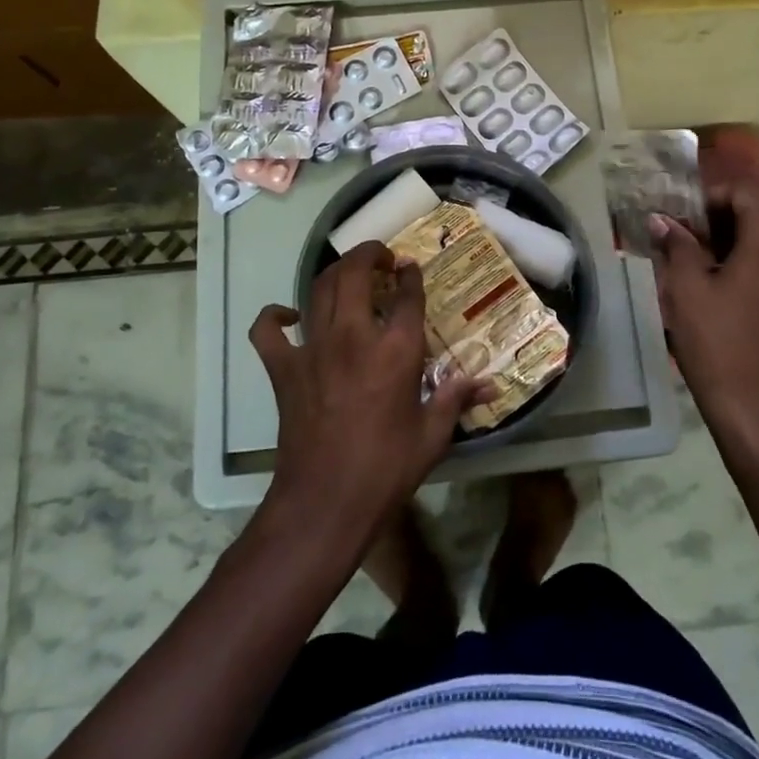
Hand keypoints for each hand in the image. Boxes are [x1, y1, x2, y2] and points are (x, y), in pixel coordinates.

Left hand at [251, 242, 478, 537]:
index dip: (411, 276)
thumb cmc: (386, 469)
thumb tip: (489, 385)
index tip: (411, 269)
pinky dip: (274, 317)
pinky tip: (289, 316)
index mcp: (396, 350)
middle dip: (370, 255)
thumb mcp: (432, 435)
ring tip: (350, 275)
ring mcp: (313, 348)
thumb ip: (456, 399)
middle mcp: (354, 335)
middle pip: (356, 273)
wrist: (325, 503)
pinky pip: (268, 330)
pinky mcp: (283, 369)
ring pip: (319, 289)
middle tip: (382, 259)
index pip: (407, 294)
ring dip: (336, 273)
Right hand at [651, 153, 758, 448]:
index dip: (709, 194)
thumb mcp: (687, 288)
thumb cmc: (717, 341)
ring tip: (685, 254)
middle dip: (713, 215)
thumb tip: (661, 219)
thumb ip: (676, 245)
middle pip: (754, 212)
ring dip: (723, 238)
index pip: (745, 192)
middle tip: (676, 230)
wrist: (754, 408)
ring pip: (758, 239)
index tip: (678, 212)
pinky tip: (706, 280)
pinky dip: (736, 260)